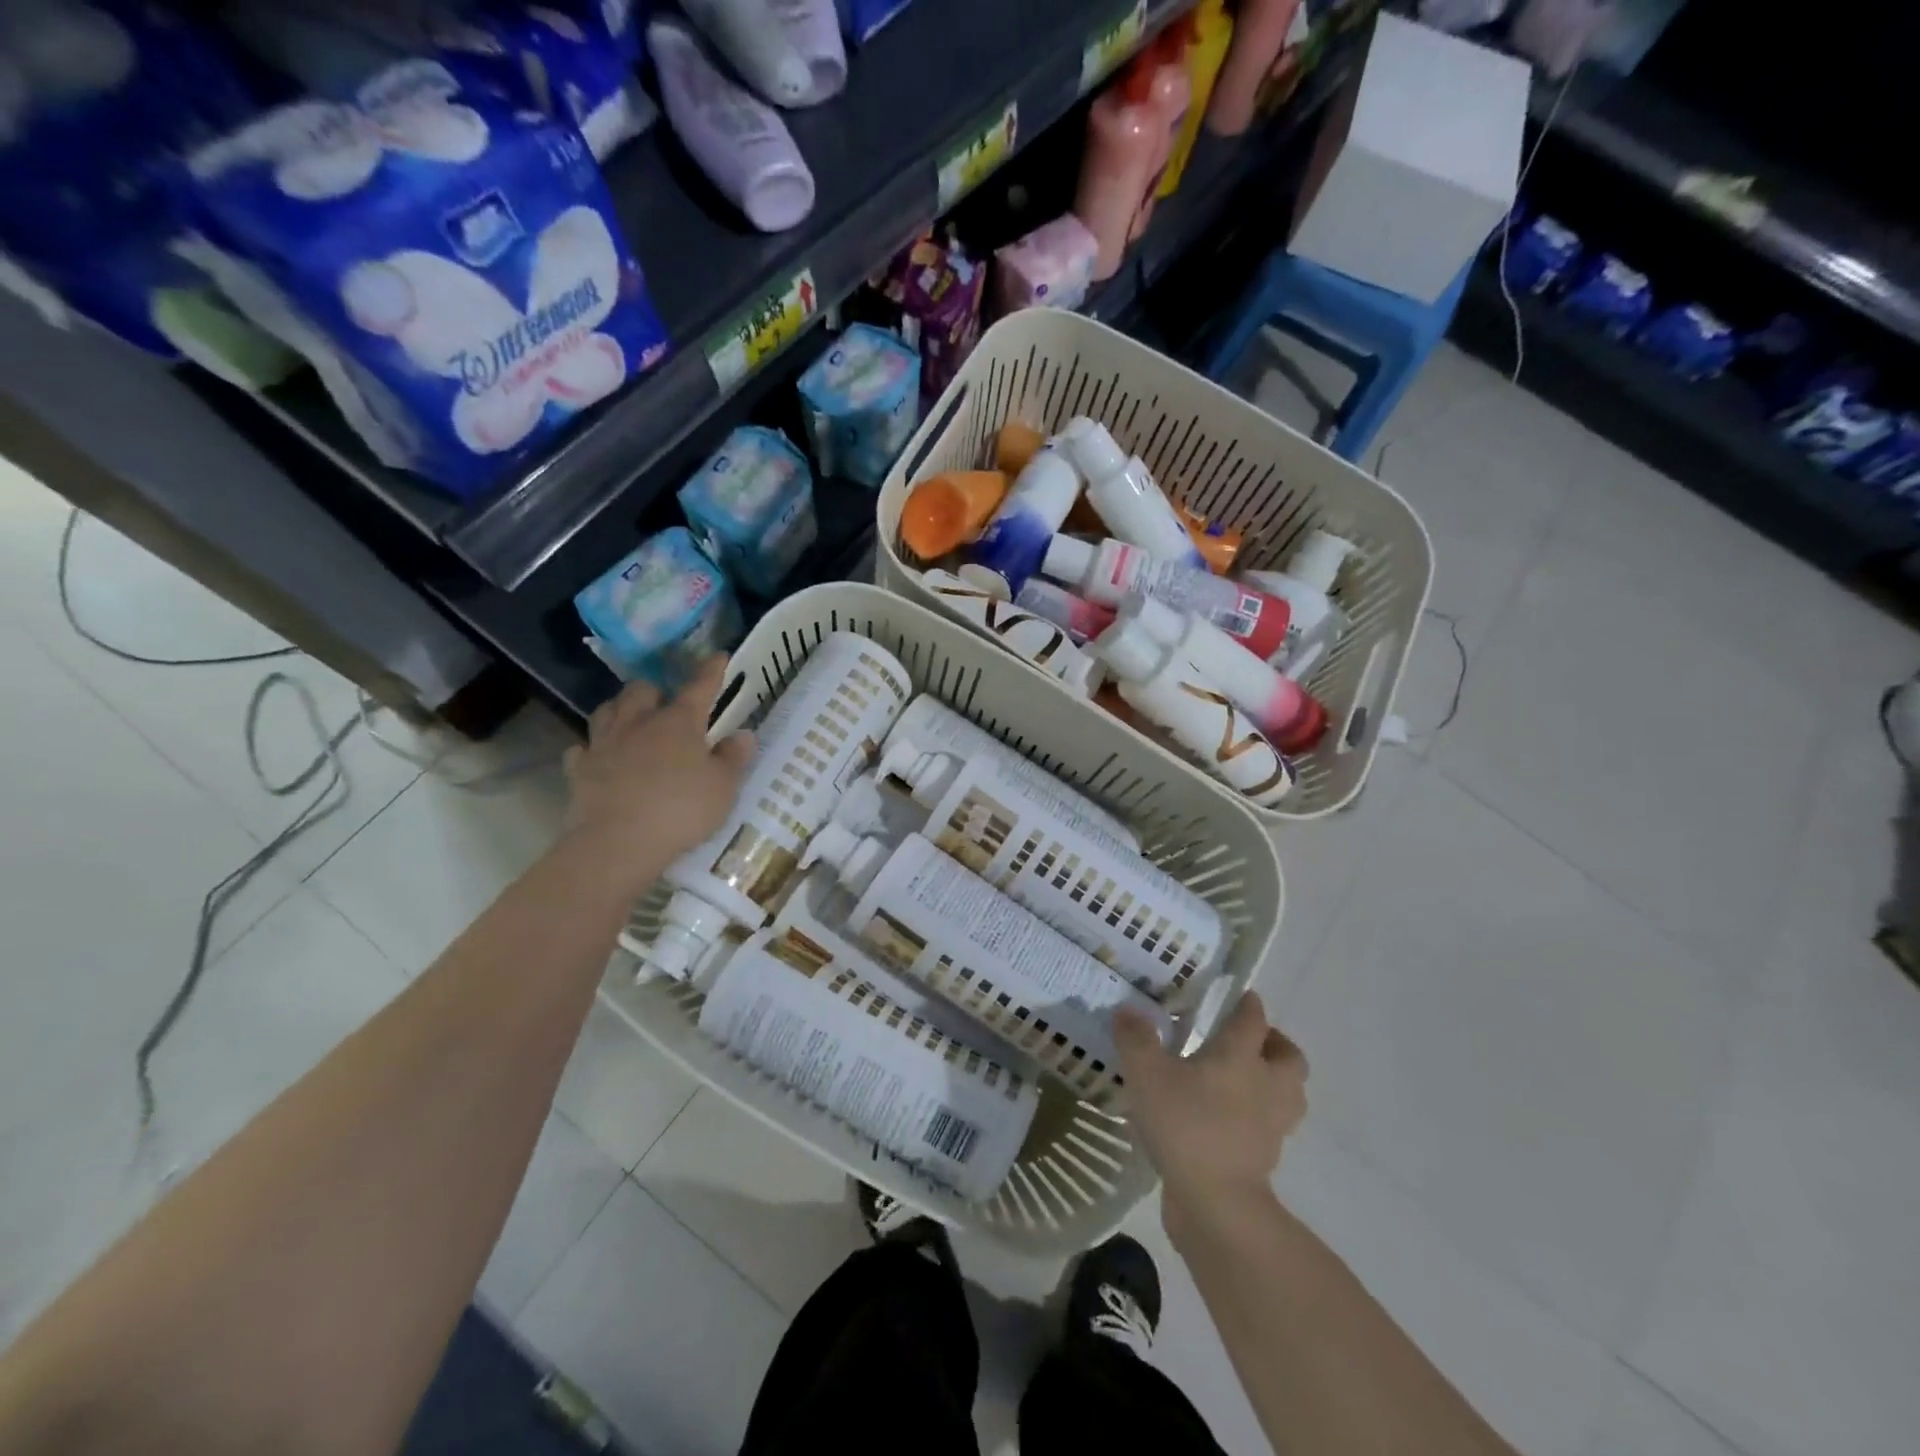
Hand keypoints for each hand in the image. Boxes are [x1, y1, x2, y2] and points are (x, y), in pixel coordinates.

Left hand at [562, 657, 754, 891]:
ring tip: (631, 720)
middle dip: (654, 690)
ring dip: (620, 710)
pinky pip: (583, 749)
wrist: (617, 843)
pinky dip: (592, 749)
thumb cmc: (680, 810)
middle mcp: (638, 724)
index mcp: (678, 722)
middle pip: (641, 690)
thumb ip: (733, 758)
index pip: (699, 687)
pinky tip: (599, 757)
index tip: (718, 656)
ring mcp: (604, 744)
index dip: (711, 671)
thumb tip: (743, 734)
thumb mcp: (723, 788)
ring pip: (608, 711)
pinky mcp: (579, 770)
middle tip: (665, 704)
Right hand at [1115, 991, 1306, 1225]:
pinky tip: (1233, 1118)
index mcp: (1240, 1056)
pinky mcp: (1266, 1156)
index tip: (1242, 996)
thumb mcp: (1147, 1075)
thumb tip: (1127, 1009)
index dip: (1248, 1004)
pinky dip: (1261, 1116)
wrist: (1216, 1202)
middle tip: (1250, 1040)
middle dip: (1275, 1043)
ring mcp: (1272, 1124)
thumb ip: (1136, 1039)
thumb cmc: (1185, 1125)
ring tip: (1247, 1078)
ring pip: (1290, 1092)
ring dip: (1277, 1080)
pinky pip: (1274, 1126)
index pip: (1253, 1019)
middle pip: (1289, 1057)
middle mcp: (1266, 1084)